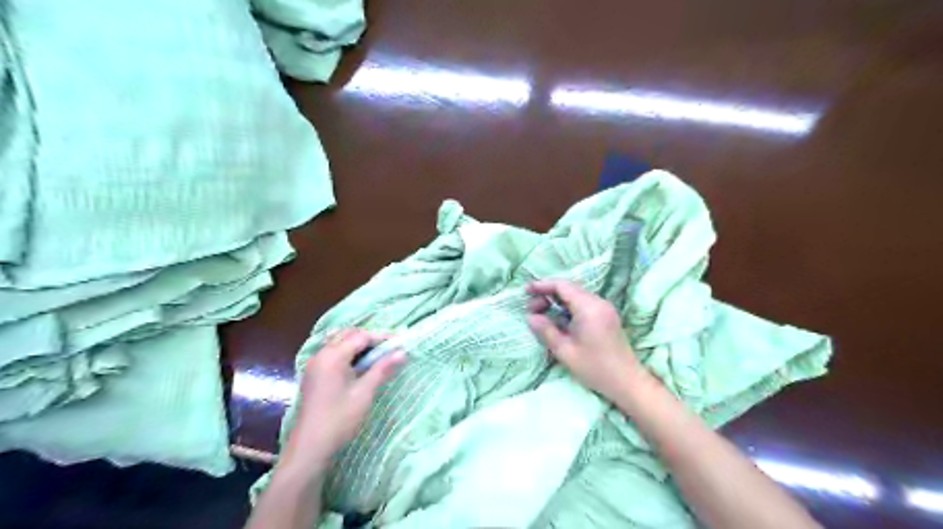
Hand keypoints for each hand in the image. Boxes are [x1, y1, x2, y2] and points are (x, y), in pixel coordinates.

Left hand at [280, 331, 404, 470]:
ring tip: (378, 356)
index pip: (360, 336)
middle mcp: (321, 355)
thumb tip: (402, 352)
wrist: (309, 449)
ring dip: (359, 345)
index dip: (381, 337)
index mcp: (332, 356)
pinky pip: (332, 354)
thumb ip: (382, 369)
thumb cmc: (339, 420)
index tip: (400, 342)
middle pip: (348, 335)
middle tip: (390, 348)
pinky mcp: (313, 376)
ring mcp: (314, 365)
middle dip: (370, 338)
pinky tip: (360, 366)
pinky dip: (348, 354)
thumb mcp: (364, 393)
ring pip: (339, 343)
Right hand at [524, 280, 648, 403]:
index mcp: (588, 308)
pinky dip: (567, 306)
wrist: (627, 382)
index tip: (525, 291)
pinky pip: (583, 303)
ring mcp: (604, 308)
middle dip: (547, 294)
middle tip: (531, 310)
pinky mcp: (606, 315)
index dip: (542, 286)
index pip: (562, 285)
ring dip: (557, 301)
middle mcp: (598, 302)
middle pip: (569, 288)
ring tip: (541, 315)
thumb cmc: (595, 368)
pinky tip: (557, 319)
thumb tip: (530, 317)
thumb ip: (546, 331)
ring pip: (575, 295)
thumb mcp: (565, 351)